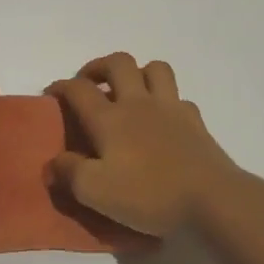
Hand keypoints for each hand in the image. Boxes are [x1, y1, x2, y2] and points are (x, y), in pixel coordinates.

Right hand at [47, 54, 240, 236]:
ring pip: (154, 69)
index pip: (79, 89)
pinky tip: (161, 118)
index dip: (61, 87)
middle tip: (89, 83)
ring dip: (137, 72)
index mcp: (110, 119)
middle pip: (118, 63)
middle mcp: (139, 104)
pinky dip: (165, 100)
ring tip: (128, 91)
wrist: (211, 200)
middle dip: (98, 66)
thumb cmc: (148, 195)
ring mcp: (171, 109)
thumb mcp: (95, 192)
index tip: (51, 94)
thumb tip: (54, 161)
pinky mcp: (195, 122)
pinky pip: (178, 97)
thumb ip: (69, 172)